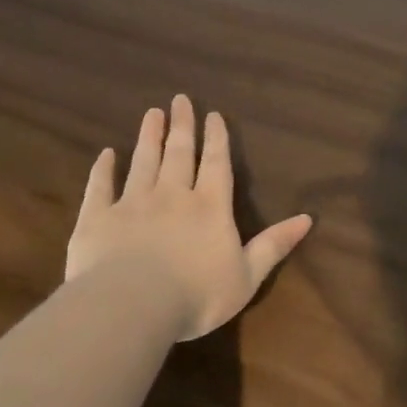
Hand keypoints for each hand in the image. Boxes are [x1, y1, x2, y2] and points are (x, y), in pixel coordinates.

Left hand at [66, 95, 313, 340]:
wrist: (131, 306)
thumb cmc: (197, 295)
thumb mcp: (247, 276)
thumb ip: (274, 245)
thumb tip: (308, 218)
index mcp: (210, 208)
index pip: (216, 164)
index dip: (216, 139)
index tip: (213, 115)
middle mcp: (173, 196)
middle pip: (179, 154)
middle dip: (182, 126)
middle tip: (180, 100)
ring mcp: (133, 204)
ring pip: (143, 162)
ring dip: (149, 137)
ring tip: (151, 113)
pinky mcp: (98, 219)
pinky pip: (101, 187)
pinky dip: (104, 169)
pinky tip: (106, 155)